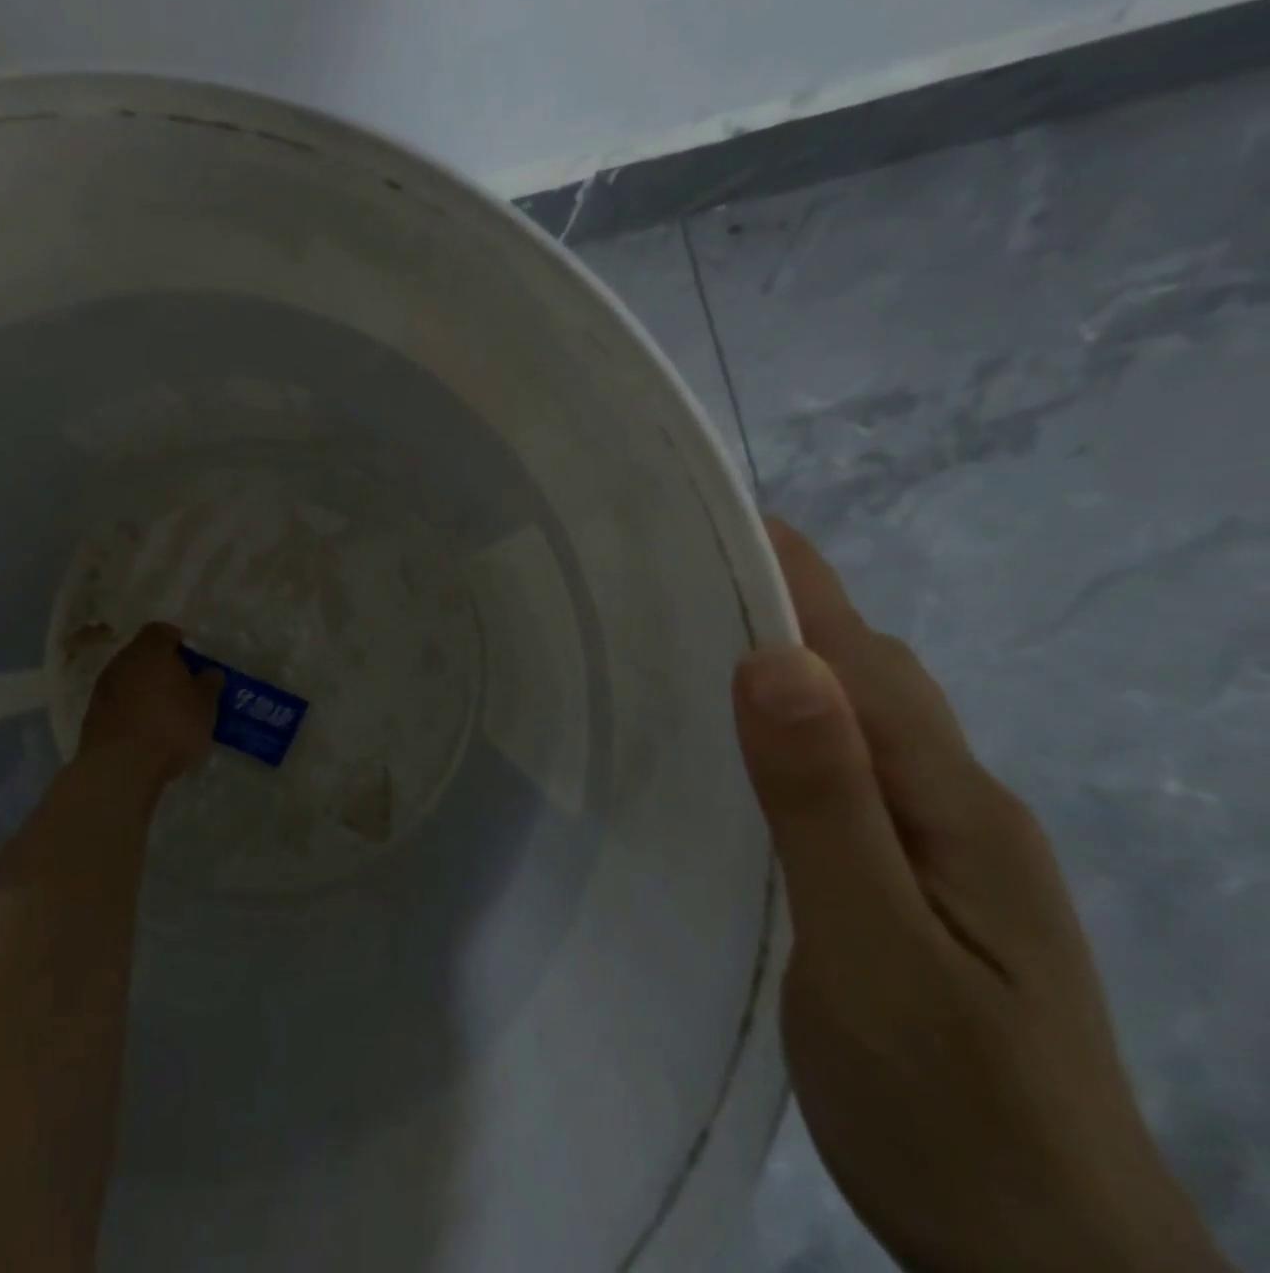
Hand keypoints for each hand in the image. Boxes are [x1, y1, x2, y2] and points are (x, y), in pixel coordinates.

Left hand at [78, 623, 220, 783]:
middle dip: (161, 667)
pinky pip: (117, 703)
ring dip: (144, 690)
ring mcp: (102, 689)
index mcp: (150, 650)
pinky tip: (145, 731)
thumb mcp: (205, 706)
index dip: (178, 641)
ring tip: (165, 713)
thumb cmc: (171, 727)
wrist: (120, 767)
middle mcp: (122, 661)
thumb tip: (209, 673)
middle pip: (143, 654)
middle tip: (182, 687)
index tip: (192, 659)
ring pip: (128, 679)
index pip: (162, 630)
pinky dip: (131, 710)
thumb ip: (209, 684)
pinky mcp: (92, 716)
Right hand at [733, 520, 1230, 1272]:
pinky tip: (744, 758)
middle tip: (676, 586)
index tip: (720, 523)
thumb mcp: (873, 953)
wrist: (1045, 1268)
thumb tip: (776, 664)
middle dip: (784, 611)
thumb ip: (823, 807)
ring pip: (859, 722)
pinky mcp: (916, 883)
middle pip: (869, 674)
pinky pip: (848, 772)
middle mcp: (957, 805)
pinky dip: (794, 732)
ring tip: (691, 650)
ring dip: (789, 669)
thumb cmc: (953, 1109)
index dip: (795, 582)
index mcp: (952, 803)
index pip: (865, 655)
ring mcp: (944, 848)